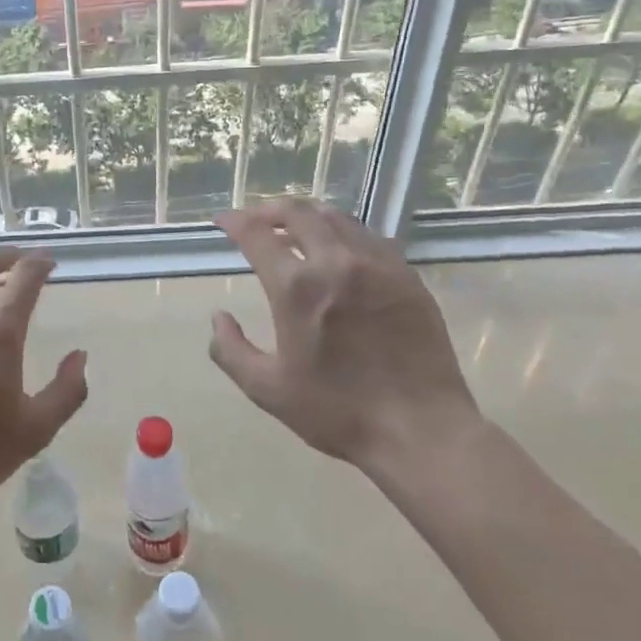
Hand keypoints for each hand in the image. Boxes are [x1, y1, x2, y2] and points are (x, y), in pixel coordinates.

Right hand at [210, 199, 481, 474]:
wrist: (421, 430)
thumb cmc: (338, 411)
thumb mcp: (268, 390)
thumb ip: (231, 350)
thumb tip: (219, 317)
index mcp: (297, 288)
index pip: (257, 234)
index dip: (234, 222)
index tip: (222, 222)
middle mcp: (336, 262)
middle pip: (297, 212)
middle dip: (268, 210)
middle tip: (255, 220)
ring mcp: (377, 264)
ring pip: (335, 218)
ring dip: (307, 216)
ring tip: (293, 229)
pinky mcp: (406, 276)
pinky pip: (368, 236)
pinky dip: (343, 232)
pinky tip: (340, 250)